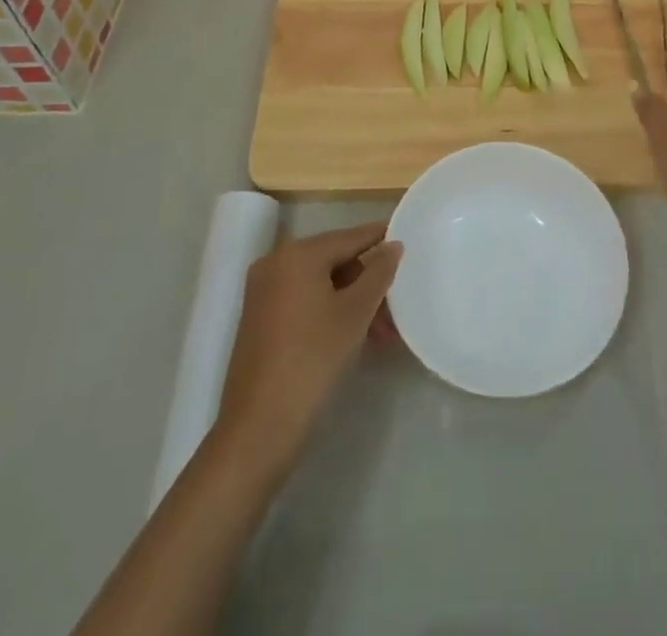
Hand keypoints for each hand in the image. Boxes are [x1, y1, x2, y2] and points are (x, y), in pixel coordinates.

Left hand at [214, 223, 401, 471]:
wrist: (259, 429)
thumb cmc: (313, 360)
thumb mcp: (355, 313)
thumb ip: (378, 273)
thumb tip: (393, 245)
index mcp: (297, 254)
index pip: (350, 237)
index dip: (380, 238)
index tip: (408, 239)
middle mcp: (276, 264)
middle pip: (335, 261)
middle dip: (368, 282)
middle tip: (396, 308)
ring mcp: (264, 292)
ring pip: (321, 284)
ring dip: (353, 302)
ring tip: (382, 334)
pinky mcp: (260, 319)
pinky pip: (304, 301)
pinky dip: (330, 311)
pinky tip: (355, 337)